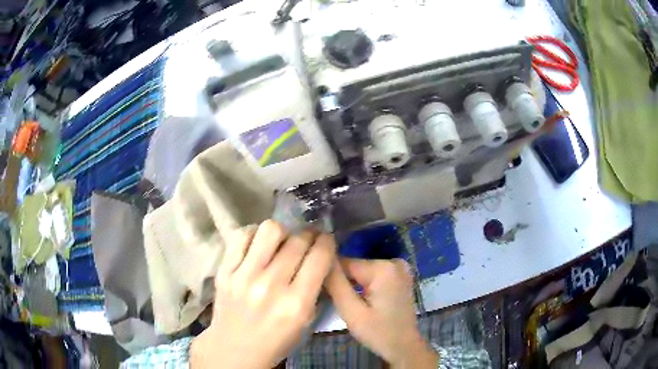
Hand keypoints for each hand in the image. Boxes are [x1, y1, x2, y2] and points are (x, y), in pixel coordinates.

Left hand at [191, 220, 335, 368]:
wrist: (234, 349)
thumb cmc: (275, 340)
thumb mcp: (305, 321)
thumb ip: (315, 287)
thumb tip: (320, 255)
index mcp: (296, 304)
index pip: (320, 256)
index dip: (327, 242)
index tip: (326, 240)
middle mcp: (270, 286)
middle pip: (298, 240)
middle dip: (308, 236)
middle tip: (306, 241)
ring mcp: (243, 276)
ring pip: (270, 230)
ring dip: (282, 233)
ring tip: (280, 243)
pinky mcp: (224, 271)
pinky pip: (242, 236)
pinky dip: (254, 235)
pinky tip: (258, 246)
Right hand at [325, 258, 437, 368]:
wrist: (404, 347)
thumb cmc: (378, 333)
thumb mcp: (352, 312)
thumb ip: (335, 284)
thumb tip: (321, 259)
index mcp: (383, 268)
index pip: (344, 262)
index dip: (330, 277)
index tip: (323, 293)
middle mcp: (393, 261)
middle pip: (354, 266)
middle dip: (342, 282)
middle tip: (336, 302)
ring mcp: (399, 268)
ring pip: (361, 271)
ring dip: (351, 284)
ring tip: (348, 303)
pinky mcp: (399, 276)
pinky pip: (372, 275)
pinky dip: (363, 286)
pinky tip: (360, 301)